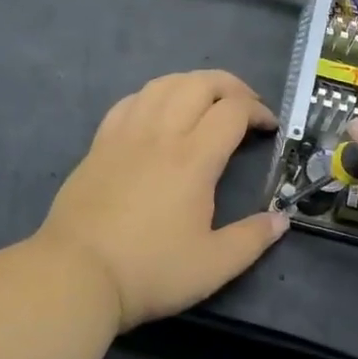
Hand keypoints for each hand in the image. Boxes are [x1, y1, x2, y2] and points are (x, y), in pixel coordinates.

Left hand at [37, 70, 288, 332]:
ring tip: (207, 101)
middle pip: (200, 83)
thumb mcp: (213, 265)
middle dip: (231, 86)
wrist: (76, 275)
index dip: (258, 111)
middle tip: (246, 106)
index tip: (269, 128)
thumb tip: (282, 219)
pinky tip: (159, 111)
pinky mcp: (100, 143)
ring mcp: (126, 134)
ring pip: (163, 84)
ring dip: (193, 83)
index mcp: (193, 158)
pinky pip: (130, 101)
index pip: (233, 111)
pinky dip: (154, 95)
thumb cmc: (149, 270)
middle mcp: (161, 134)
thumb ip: (252, 239)